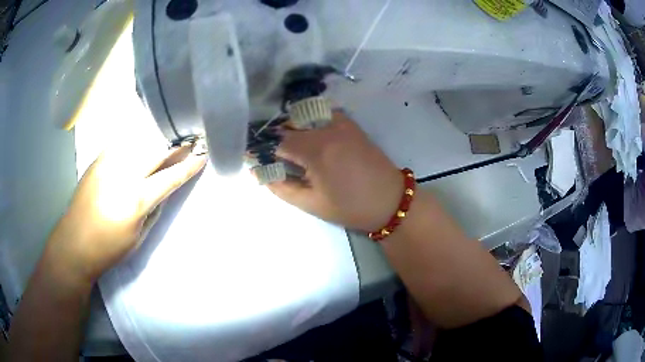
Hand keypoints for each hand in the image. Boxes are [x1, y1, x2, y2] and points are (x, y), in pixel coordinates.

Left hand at [45, 143, 206, 284]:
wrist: (74, 242)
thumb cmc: (109, 248)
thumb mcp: (139, 237)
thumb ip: (154, 209)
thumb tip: (164, 190)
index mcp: (136, 200)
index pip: (169, 177)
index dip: (188, 167)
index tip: (202, 156)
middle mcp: (123, 174)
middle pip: (156, 150)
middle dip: (176, 146)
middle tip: (190, 142)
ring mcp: (108, 163)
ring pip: (140, 141)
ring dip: (158, 140)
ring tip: (169, 140)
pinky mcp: (98, 159)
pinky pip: (123, 143)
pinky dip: (137, 142)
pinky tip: (142, 144)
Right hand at [267, 112, 402, 230]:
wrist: (390, 200)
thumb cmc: (350, 207)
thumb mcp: (311, 203)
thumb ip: (280, 186)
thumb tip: (258, 173)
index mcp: (315, 150)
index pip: (277, 140)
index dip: (262, 149)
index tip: (254, 157)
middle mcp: (326, 128)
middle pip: (289, 124)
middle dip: (275, 138)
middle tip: (272, 156)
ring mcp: (341, 122)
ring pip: (305, 116)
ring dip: (292, 128)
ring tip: (290, 149)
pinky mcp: (351, 123)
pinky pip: (322, 114)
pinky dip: (311, 121)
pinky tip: (311, 137)